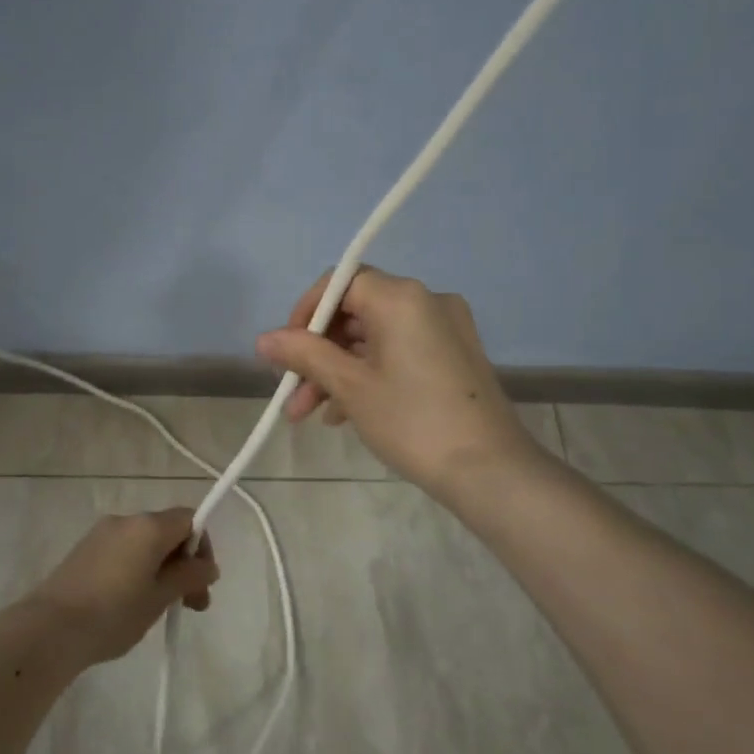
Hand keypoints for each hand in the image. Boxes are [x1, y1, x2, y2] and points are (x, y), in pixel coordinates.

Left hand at [22, 508, 219, 667]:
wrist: (50, 628)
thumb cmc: (114, 613)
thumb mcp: (159, 598)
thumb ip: (188, 577)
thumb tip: (208, 566)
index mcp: (148, 526)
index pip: (189, 519)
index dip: (202, 548)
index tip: (201, 583)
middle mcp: (125, 521)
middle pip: (167, 531)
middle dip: (184, 564)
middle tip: (191, 605)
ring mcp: (101, 534)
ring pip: (144, 544)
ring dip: (161, 569)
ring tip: (158, 609)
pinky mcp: (84, 550)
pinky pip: (122, 552)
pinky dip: (136, 569)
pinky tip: (130, 603)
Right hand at [255, 265, 538, 496]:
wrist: (490, 471)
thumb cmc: (412, 421)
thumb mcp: (350, 386)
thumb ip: (304, 355)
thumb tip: (263, 339)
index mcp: (401, 297)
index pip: (340, 282)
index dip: (305, 312)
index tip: (285, 350)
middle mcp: (427, 301)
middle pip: (355, 312)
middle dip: (317, 352)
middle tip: (291, 393)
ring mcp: (445, 329)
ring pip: (374, 338)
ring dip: (337, 370)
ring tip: (308, 414)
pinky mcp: (454, 356)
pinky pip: (398, 353)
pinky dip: (368, 375)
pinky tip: (343, 414)